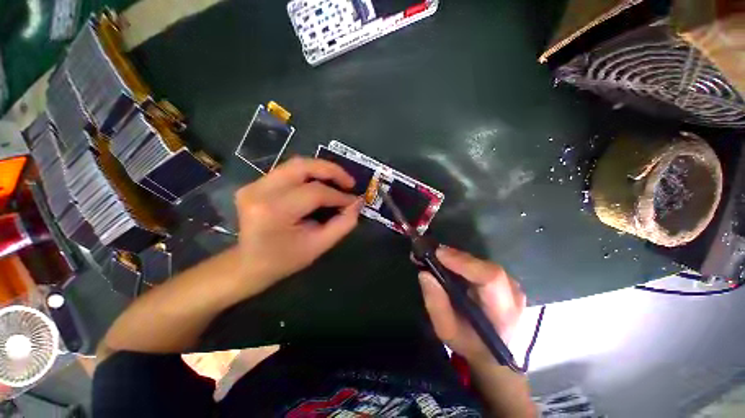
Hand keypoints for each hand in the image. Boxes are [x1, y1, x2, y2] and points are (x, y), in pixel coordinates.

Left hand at [234, 157, 362, 292]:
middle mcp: (260, 191)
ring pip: (292, 165)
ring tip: (335, 182)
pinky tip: (313, 187)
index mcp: (274, 211)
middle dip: (329, 170)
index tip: (353, 200)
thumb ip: (341, 224)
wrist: (249, 264)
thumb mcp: (316, 247)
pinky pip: (283, 173)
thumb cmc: (283, 261)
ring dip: (317, 171)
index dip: (337, 195)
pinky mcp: (251, 184)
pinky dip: (302, 177)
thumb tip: (357, 203)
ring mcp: (252, 185)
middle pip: (301, 166)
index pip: (314, 192)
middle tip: (348, 181)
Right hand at [418, 246, 525, 365]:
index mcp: (504, 313)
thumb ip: (437, 305)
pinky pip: (489, 269)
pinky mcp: (511, 284)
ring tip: (439, 259)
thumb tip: (425, 274)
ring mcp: (516, 288)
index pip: (491, 279)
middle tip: (432, 254)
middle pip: (489, 269)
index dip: (466, 263)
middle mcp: (516, 296)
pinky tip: (454, 266)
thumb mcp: (447, 331)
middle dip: (460, 259)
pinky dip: (471, 266)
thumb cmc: (469, 345)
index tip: (438, 254)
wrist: (492, 354)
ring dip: (464, 261)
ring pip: (488, 266)